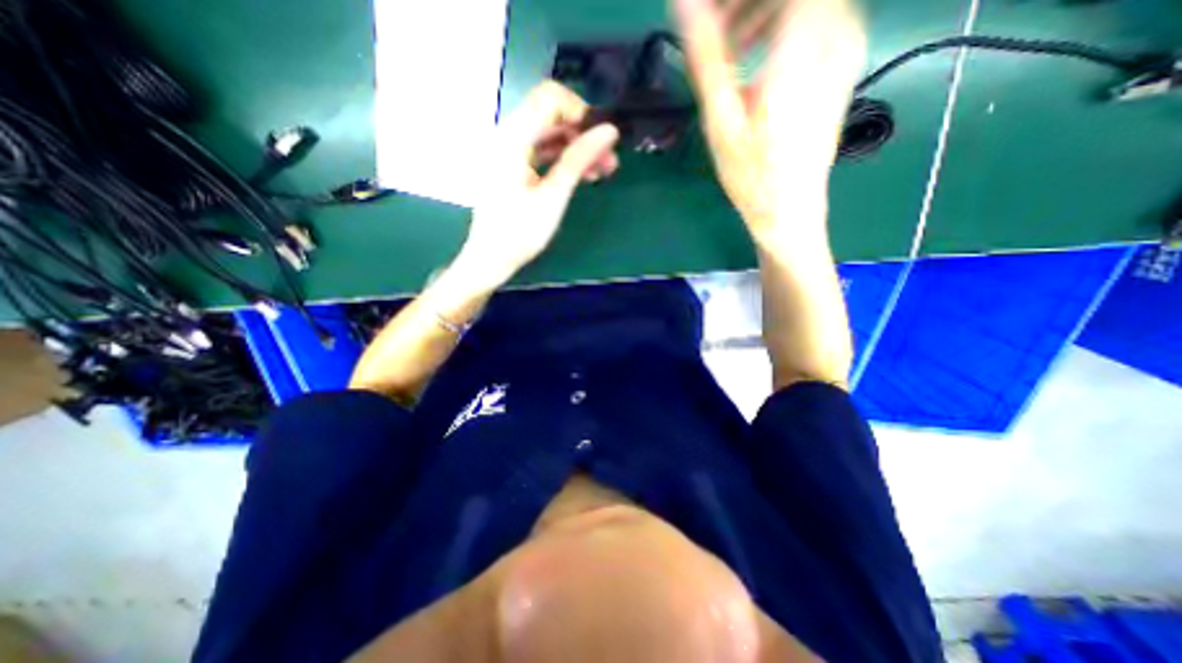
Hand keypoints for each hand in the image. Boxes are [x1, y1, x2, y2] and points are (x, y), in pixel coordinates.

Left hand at [454, 81, 621, 287]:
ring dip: (577, 147)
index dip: (581, 113)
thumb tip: (609, 130)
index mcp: (512, 138)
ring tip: (601, 171)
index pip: (551, 98)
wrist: (491, 258)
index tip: (601, 141)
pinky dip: (563, 158)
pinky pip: (542, 150)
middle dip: (583, 133)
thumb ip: (579, 159)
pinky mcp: (513, 165)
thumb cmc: (520, 232)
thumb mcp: (554, 196)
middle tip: (609, 161)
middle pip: (551, 115)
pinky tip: (582, 175)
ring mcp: (509, 150)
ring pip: (550, 133)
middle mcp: (508, 135)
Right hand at [674, 0, 865, 237]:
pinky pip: (815, 19)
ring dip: (762, 10)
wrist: (789, 209)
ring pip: (806, 2)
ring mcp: (844, 49)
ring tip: (728, 43)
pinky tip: (753, 57)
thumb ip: (707, 56)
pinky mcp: (840, 66)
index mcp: (804, 43)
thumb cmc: (752, 173)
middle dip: (746, 3)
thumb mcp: (722, 119)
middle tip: (712, 25)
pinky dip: (780, 25)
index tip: (709, 14)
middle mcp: (836, 33)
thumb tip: (685, 4)